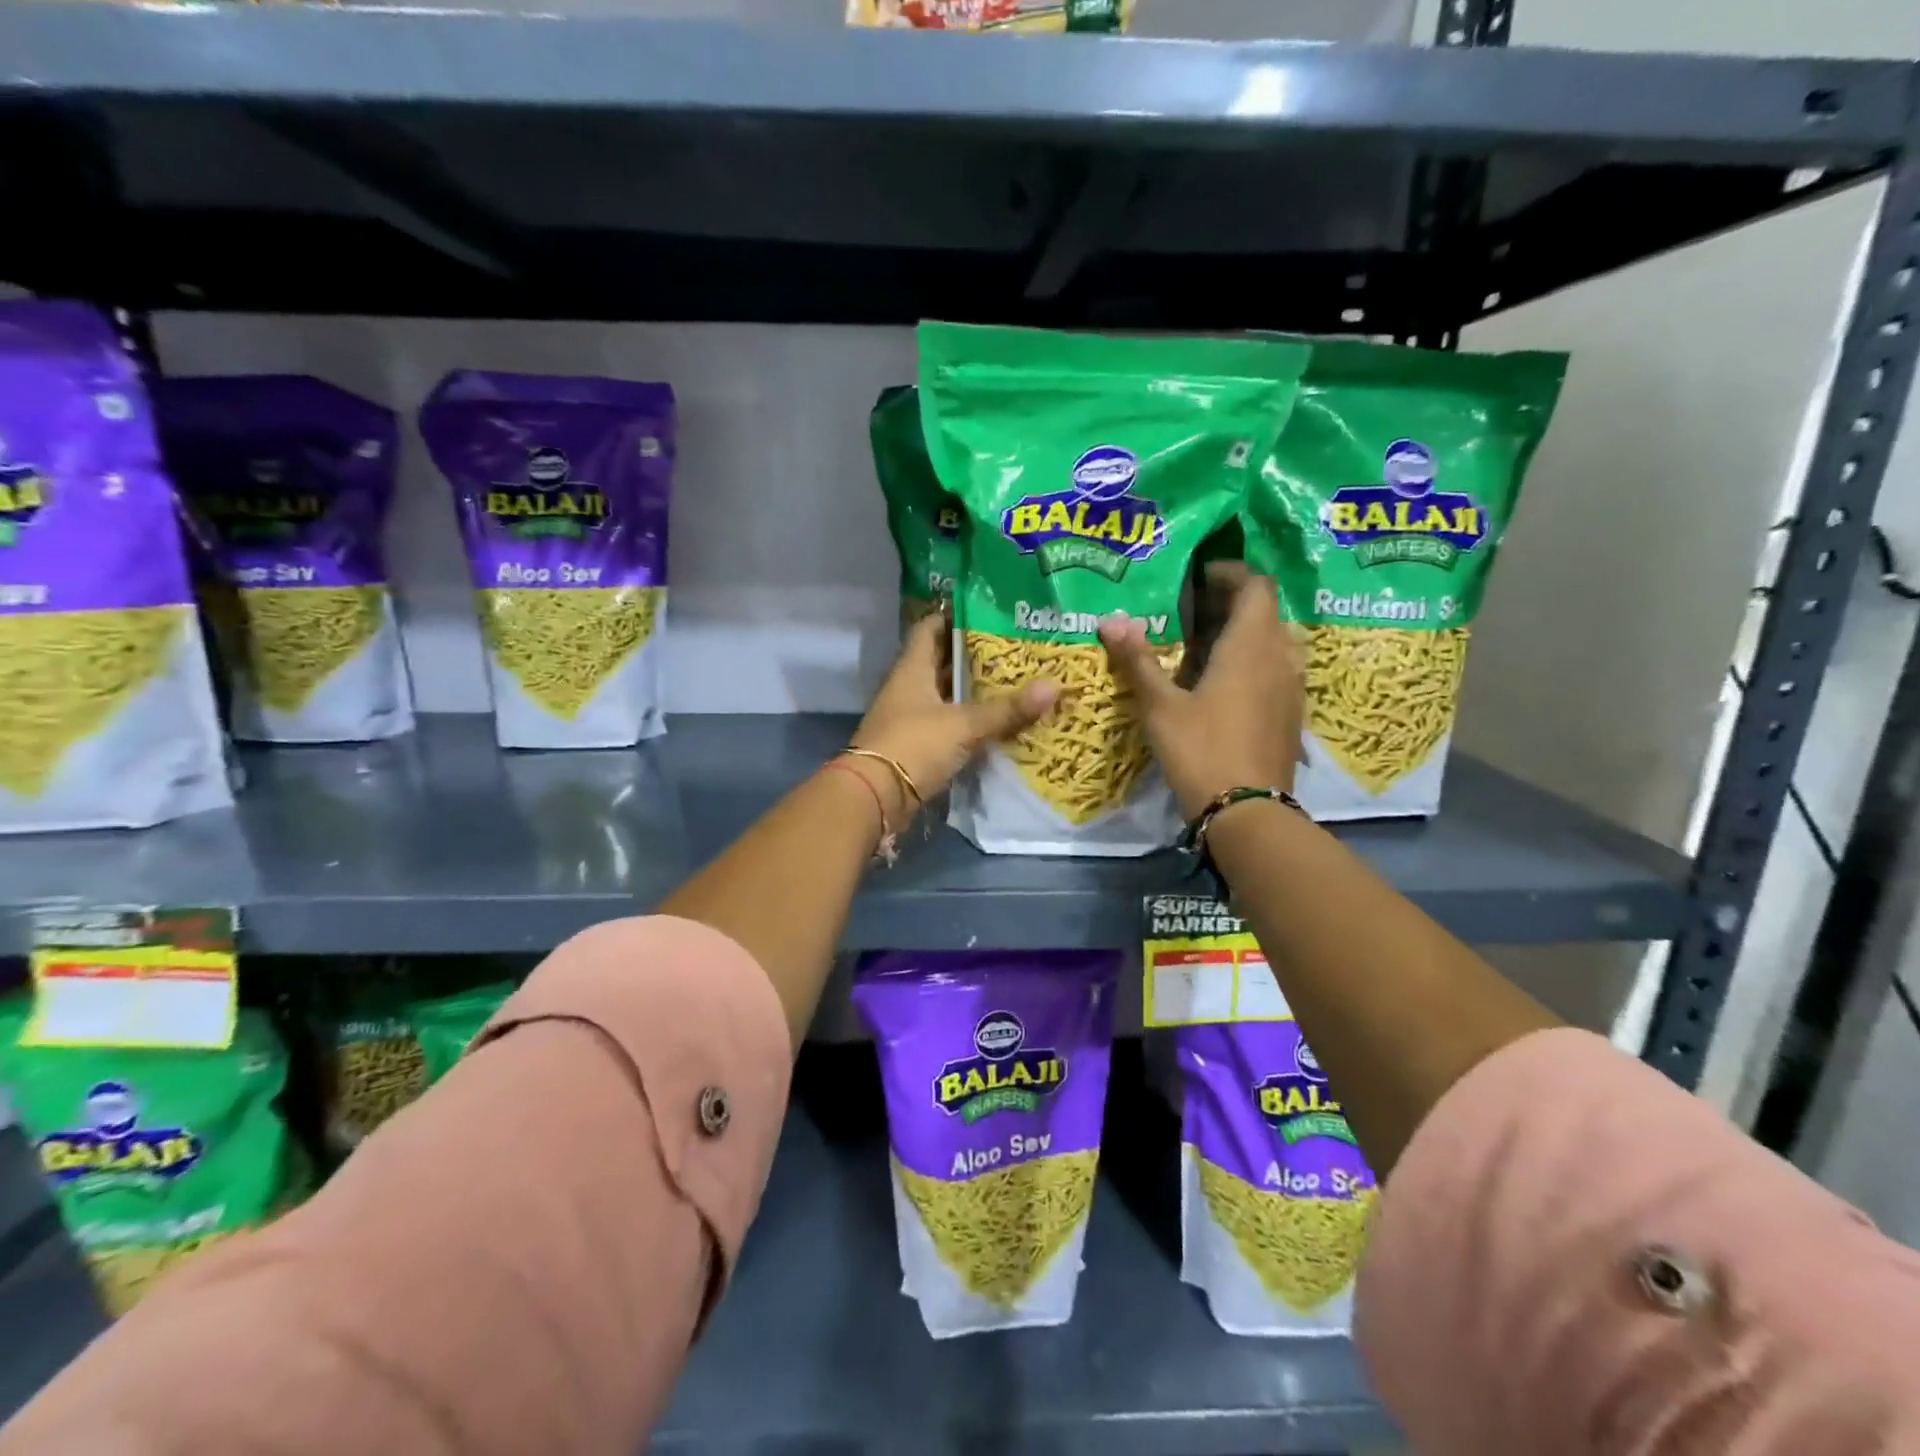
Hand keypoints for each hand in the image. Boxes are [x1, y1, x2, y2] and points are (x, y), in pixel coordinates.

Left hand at [850, 610, 1057, 818]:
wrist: (876, 797)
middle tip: (1013, 650)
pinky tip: (997, 723)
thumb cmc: (915, 745)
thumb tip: (1054, 686)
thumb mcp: (965, 724)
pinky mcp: (916, 746)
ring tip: (1014, 683)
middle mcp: (908, 688)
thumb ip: (1007, 709)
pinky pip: (947, 726)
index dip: (954, 617)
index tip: (987, 613)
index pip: (930, 629)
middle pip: (941, 663)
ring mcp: (910, 718)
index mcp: (912, 668)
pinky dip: (969, 723)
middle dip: (974, 657)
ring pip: (946, 696)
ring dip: (973, 692)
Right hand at [1098, 568, 1302, 818]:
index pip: (1256, 586)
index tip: (1198, 576)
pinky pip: (1275, 669)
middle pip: (1265, 611)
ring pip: (1272, 641)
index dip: (1230, 573)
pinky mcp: (1290, 713)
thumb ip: (1138, 660)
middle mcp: (1280, 657)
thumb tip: (1110, 620)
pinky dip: (1252, 661)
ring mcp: (1291, 687)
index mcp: (1251, 645)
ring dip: (1243, 633)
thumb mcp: (1160, 706)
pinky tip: (1221, 683)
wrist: (1247, 812)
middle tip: (1190, 611)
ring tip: (1203, 645)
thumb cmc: (1201, 750)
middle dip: (1231, 603)